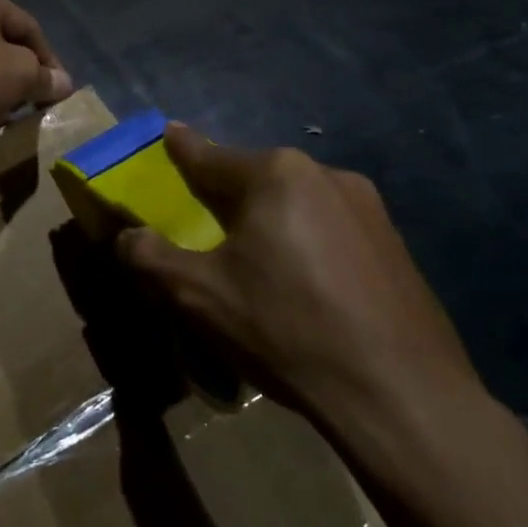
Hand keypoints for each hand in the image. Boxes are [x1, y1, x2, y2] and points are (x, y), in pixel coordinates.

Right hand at [114, 124, 484, 427]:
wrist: (402, 393)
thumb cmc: (287, 331)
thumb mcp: (200, 297)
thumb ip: (150, 258)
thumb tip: (126, 237)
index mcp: (276, 175)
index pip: (211, 156)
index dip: (182, 149)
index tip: (168, 132)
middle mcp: (325, 174)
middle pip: (256, 179)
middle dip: (227, 196)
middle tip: (207, 227)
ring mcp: (368, 207)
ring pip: (297, 203)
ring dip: (271, 221)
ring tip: (259, 265)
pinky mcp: (394, 243)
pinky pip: (332, 229)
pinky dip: (308, 243)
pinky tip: (308, 287)